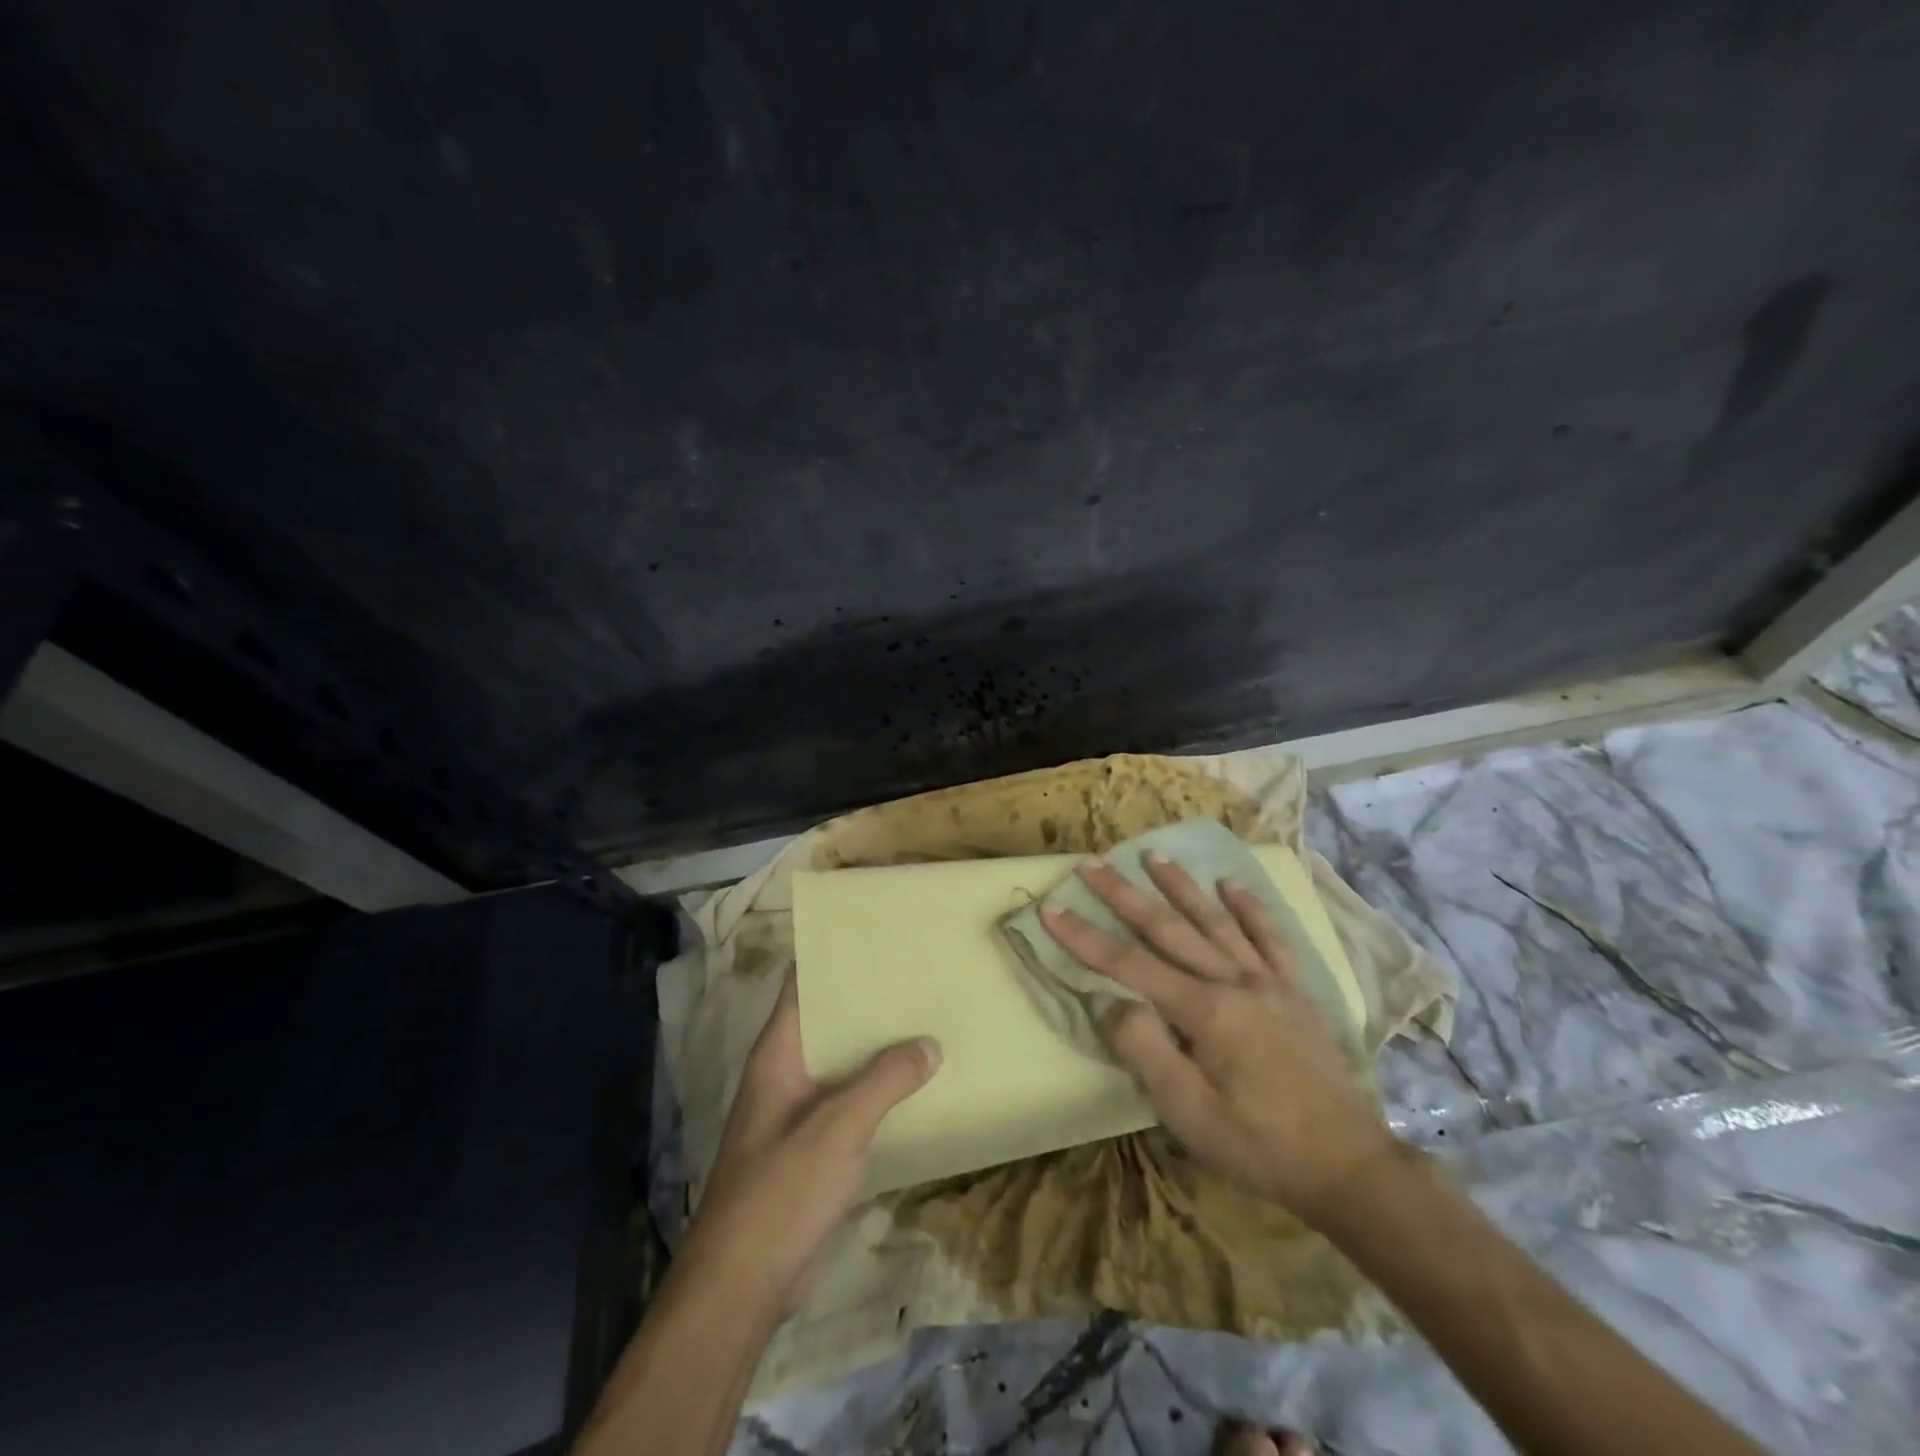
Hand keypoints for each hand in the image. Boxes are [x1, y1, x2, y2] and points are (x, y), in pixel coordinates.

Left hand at [683, 974, 939, 1315]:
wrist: (742, 1286)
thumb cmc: (781, 1191)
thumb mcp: (839, 1127)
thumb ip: (885, 1081)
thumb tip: (930, 1043)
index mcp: (778, 1054)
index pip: (802, 987)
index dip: (833, 959)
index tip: (876, 937)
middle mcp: (785, 1074)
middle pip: (828, 1023)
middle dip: (868, 1002)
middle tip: (917, 975)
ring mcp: (796, 1113)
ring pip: (841, 1064)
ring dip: (876, 1048)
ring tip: (925, 1020)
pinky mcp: (810, 1148)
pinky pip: (848, 1102)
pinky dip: (877, 1090)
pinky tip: (914, 1085)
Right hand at [1041, 853, 1393, 1227]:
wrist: (1347, 1165)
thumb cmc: (1258, 1144)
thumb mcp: (1188, 1113)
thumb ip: (1145, 1050)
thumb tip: (1108, 1002)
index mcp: (1204, 1011)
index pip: (1129, 964)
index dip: (1085, 937)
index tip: (1052, 909)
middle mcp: (1234, 981)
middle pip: (1169, 928)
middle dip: (1124, 895)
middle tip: (1092, 865)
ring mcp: (1269, 981)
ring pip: (1216, 921)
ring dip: (1181, 886)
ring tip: (1153, 855)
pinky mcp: (1296, 991)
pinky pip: (1271, 938)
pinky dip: (1250, 908)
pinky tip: (1231, 885)